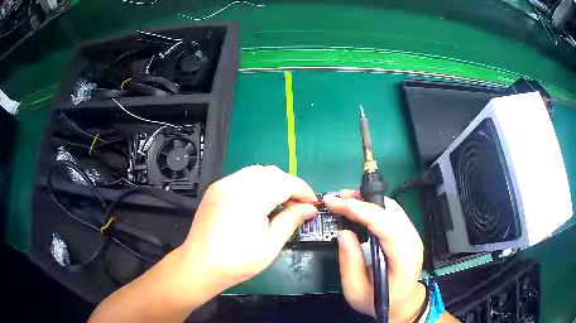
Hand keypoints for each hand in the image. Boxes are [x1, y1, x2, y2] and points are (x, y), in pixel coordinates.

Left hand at [179, 165, 317, 292]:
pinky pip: (242, 177)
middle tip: (298, 206)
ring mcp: (223, 184)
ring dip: (274, 182)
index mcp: (250, 198)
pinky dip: (257, 183)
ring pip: (257, 171)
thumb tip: (309, 209)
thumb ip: (290, 221)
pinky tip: (259, 201)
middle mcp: (235, 184)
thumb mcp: (270, 246)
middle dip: (289, 185)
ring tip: (280, 202)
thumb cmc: (236, 262)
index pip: (285, 182)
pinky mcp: (215, 188)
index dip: (303, 190)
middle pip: (272, 172)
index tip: (312, 204)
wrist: (199, 265)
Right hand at [324, 190, 425, 322]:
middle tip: (337, 198)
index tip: (338, 203)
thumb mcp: (356, 290)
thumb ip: (349, 262)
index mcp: (403, 258)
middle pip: (390, 211)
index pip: (386, 226)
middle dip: (363, 201)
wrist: (403, 303)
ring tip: (345, 200)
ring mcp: (413, 235)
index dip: (362, 211)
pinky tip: (360, 208)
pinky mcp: (409, 233)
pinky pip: (392, 213)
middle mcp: (412, 241)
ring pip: (392, 208)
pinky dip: (375, 207)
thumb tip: (343, 232)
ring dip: (368, 201)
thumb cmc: (379, 301)